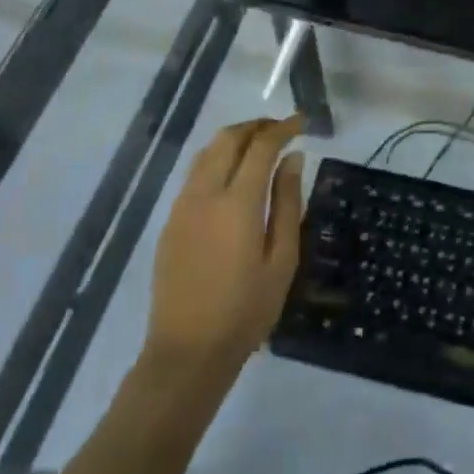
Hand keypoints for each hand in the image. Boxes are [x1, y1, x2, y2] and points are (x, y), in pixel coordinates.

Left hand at [141, 115, 305, 389]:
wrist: (187, 351)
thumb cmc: (246, 309)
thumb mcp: (282, 259)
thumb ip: (288, 203)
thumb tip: (293, 159)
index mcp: (238, 203)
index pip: (261, 146)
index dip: (283, 128)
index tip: (302, 122)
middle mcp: (205, 194)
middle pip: (228, 139)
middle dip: (256, 126)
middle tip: (282, 130)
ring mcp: (183, 206)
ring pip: (207, 152)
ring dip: (234, 139)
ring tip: (259, 147)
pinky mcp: (171, 221)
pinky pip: (195, 173)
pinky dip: (217, 159)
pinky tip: (234, 176)